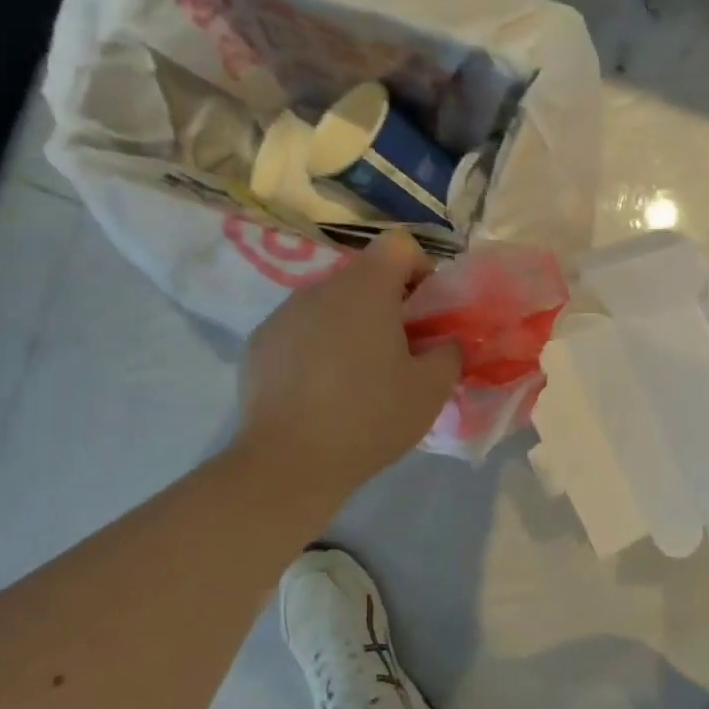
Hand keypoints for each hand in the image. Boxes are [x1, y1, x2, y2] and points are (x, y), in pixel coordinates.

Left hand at [235, 232, 460, 500]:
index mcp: (364, 289)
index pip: (398, 245)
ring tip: (356, 376)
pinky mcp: (258, 343)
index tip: (425, 313)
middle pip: (364, 277)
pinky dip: (317, 346)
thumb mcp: (431, 389)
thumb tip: (446, 341)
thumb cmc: (369, 418)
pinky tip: (319, 391)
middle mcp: (319, 288)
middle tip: (398, 352)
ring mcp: (283, 314)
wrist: (288, 463)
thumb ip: (450, 352)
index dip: (420, 269)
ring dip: (350, 325)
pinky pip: (300, 330)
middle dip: (387, 304)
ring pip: (330, 304)